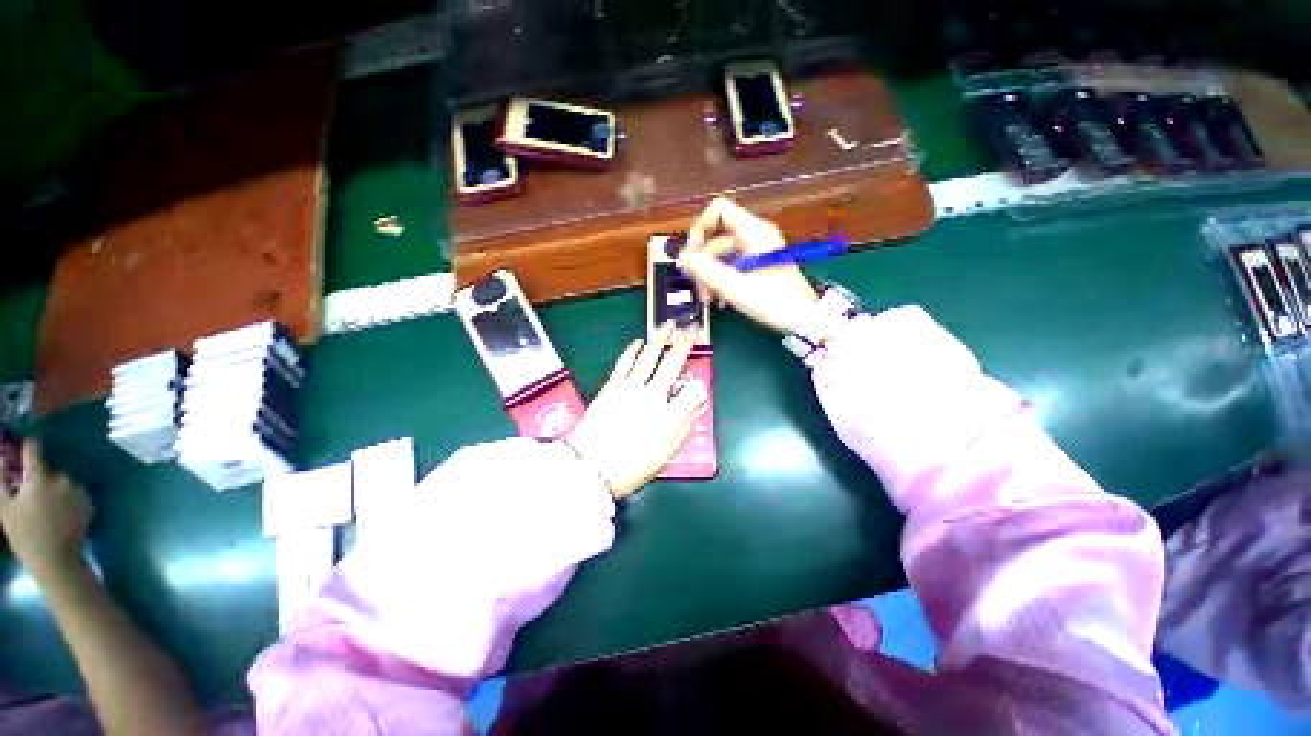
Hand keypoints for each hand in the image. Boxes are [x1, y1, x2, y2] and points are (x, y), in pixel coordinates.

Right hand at [0, 440, 91, 579]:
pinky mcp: (88, 500)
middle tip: (31, 495)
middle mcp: (61, 478)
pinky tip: (60, 513)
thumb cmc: (25, 535)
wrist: (56, 560)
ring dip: (53, 488)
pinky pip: (74, 492)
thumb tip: (1, 456)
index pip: (34, 449)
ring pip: (61, 482)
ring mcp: (77, 489)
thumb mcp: (5, 508)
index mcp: (38, 478)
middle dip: (39, 477)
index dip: (29, 444)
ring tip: (46, 509)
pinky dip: (66, 497)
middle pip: (47, 469)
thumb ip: (1, 480)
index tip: (26, 441)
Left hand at [567, 323, 708, 498]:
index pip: (694, 391)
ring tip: (668, 325)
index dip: (699, 388)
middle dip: (683, 344)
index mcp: (670, 417)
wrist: (591, 468)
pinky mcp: (611, 387)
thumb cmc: (632, 467)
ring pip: (649, 357)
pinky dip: (632, 351)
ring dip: (660, 339)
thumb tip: (696, 405)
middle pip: (672, 364)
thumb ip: (684, 427)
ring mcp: (630, 389)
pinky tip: (639, 342)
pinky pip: (624, 364)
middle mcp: (653, 397)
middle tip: (689, 328)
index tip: (696, 390)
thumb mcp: (666, 455)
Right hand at [677, 198, 818, 334]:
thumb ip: (705, 270)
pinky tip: (722, 299)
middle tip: (700, 290)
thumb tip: (682, 258)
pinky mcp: (758, 265)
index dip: (700, 228)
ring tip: (710, 300)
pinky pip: (732, 266)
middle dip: (703, 263)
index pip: (719, 210)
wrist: (804, 319)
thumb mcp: (734, 287)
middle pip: (716, 237)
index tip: (693, 256)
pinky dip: (723, 280)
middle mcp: (754, 235)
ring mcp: (757, 251)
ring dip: (711, 276)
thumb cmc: (771, 301)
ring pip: (722, 255)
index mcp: (752, 232)